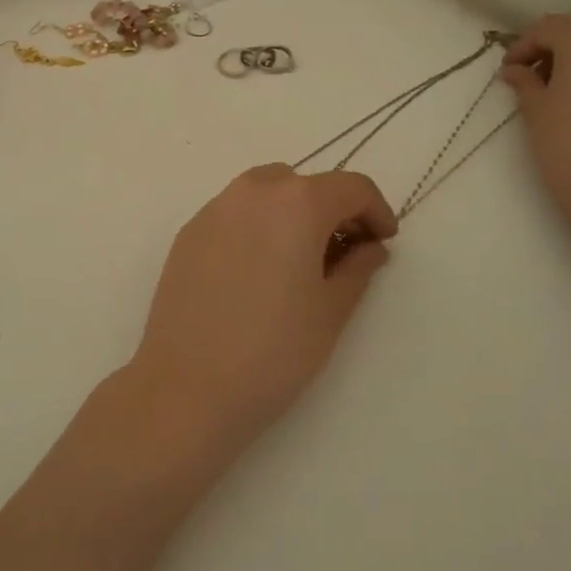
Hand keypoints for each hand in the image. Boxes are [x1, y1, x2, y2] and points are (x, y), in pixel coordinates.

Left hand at [126, 166, 397, 446]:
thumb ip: (358, 267)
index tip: (383, 242)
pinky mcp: (188, 231)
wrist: (186, 385)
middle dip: (332, 211)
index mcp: (296, 202)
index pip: (352, 187)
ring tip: (298, 262)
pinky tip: (257, 272)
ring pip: (266, 192)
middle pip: (306, 184)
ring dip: (292, 213)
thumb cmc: (273, 350)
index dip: (377, 211)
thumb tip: (369, 246)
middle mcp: (253, 191)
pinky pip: (235, 213)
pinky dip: (257, 226)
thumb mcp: (331, 311)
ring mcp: (214, 208)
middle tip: (343, 255)